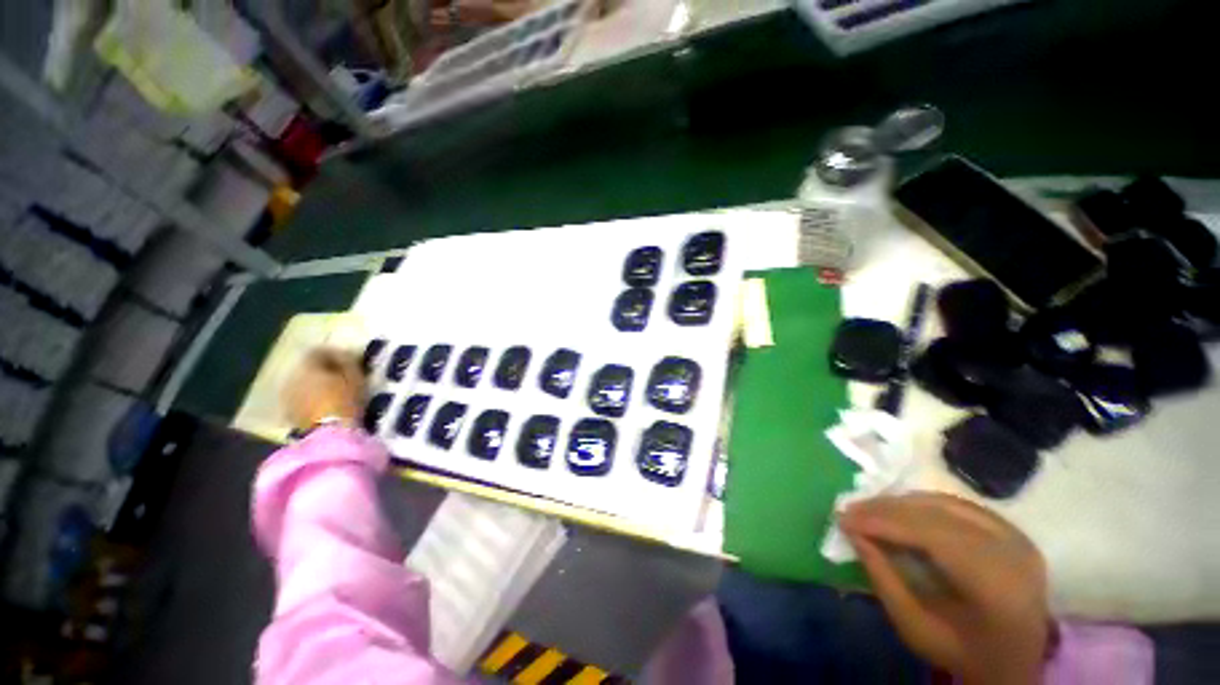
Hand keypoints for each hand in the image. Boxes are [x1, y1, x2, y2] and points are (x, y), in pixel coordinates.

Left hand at [282, 348, 364, 430]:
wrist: (329, 432)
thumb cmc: (345, 401)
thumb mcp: (355, 377)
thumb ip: (348, 361)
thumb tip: (343, 352)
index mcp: (308, 366)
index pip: (318, 351)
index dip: (333, 353)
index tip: (347, 359)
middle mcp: (292, 376)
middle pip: (308, 367)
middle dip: (322, 370)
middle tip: (340, 377)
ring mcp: (287, 395)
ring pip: (302, 383)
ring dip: (314, 385)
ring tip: (331, 392)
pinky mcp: (287, 411)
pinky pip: (299, 398)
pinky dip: (309, 398)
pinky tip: (321, 405)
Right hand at [840, 493, 1049, 684]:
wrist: (1016, 661)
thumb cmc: (962, 652)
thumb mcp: (915, 627)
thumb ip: (883, 578)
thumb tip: (852, 532)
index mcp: (998, 587)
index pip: (935, 537)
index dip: (886, 523)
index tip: (844, 519)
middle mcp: (1013, 553)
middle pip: (939, 515)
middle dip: (887, 509)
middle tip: (849, 510)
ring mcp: (1016, 537)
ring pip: (945, 503)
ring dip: (900, 503)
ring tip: (867, 509)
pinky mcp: (1010, 529)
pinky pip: (956, 504)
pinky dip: (920, 504)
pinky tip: (896, 510)